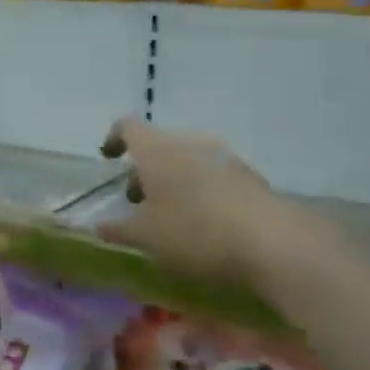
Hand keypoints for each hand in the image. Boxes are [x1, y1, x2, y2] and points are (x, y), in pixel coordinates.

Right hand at [96, 117, 323, 288]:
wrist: (271, 242)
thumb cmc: (194, 232)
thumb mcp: (145, 237)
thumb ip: (117, 229)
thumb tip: (97, 226)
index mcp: (157, 149)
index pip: (127, 126)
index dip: (114, 139)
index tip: (109, 158)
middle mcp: (189, 142)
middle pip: (159, 145)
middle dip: (144, 170)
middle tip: (136, 201)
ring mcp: (223, 156)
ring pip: (187, 159)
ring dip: (173, 180)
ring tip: (169, 214)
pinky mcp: (248, 176)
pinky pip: (213, 175)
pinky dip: (199, 190)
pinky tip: (203, 222)